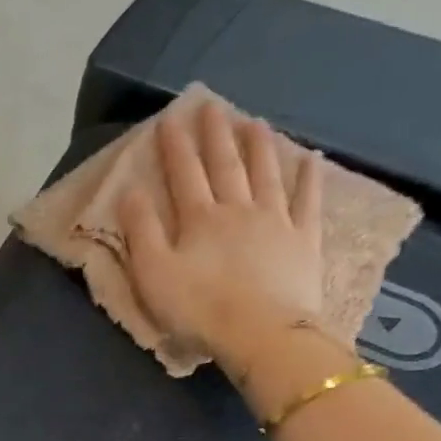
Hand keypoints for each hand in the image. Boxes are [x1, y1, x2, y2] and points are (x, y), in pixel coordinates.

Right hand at [120, 97, 326, 386]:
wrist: (261, 334)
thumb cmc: (198, 309)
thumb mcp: (153, 275)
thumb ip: (140, 232)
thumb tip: (130, 192)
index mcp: (199, 219)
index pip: (184, 174)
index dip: (175, 146)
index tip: (170, 117)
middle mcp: (238, 209)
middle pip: (225, 165)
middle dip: (216, 135)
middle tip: (212, 106)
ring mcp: (276, 221)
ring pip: (266, 173)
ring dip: (259, 146)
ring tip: (254, 122)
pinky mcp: (304, 241)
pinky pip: (307, 201)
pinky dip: (309, 178)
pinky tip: (310, 160)